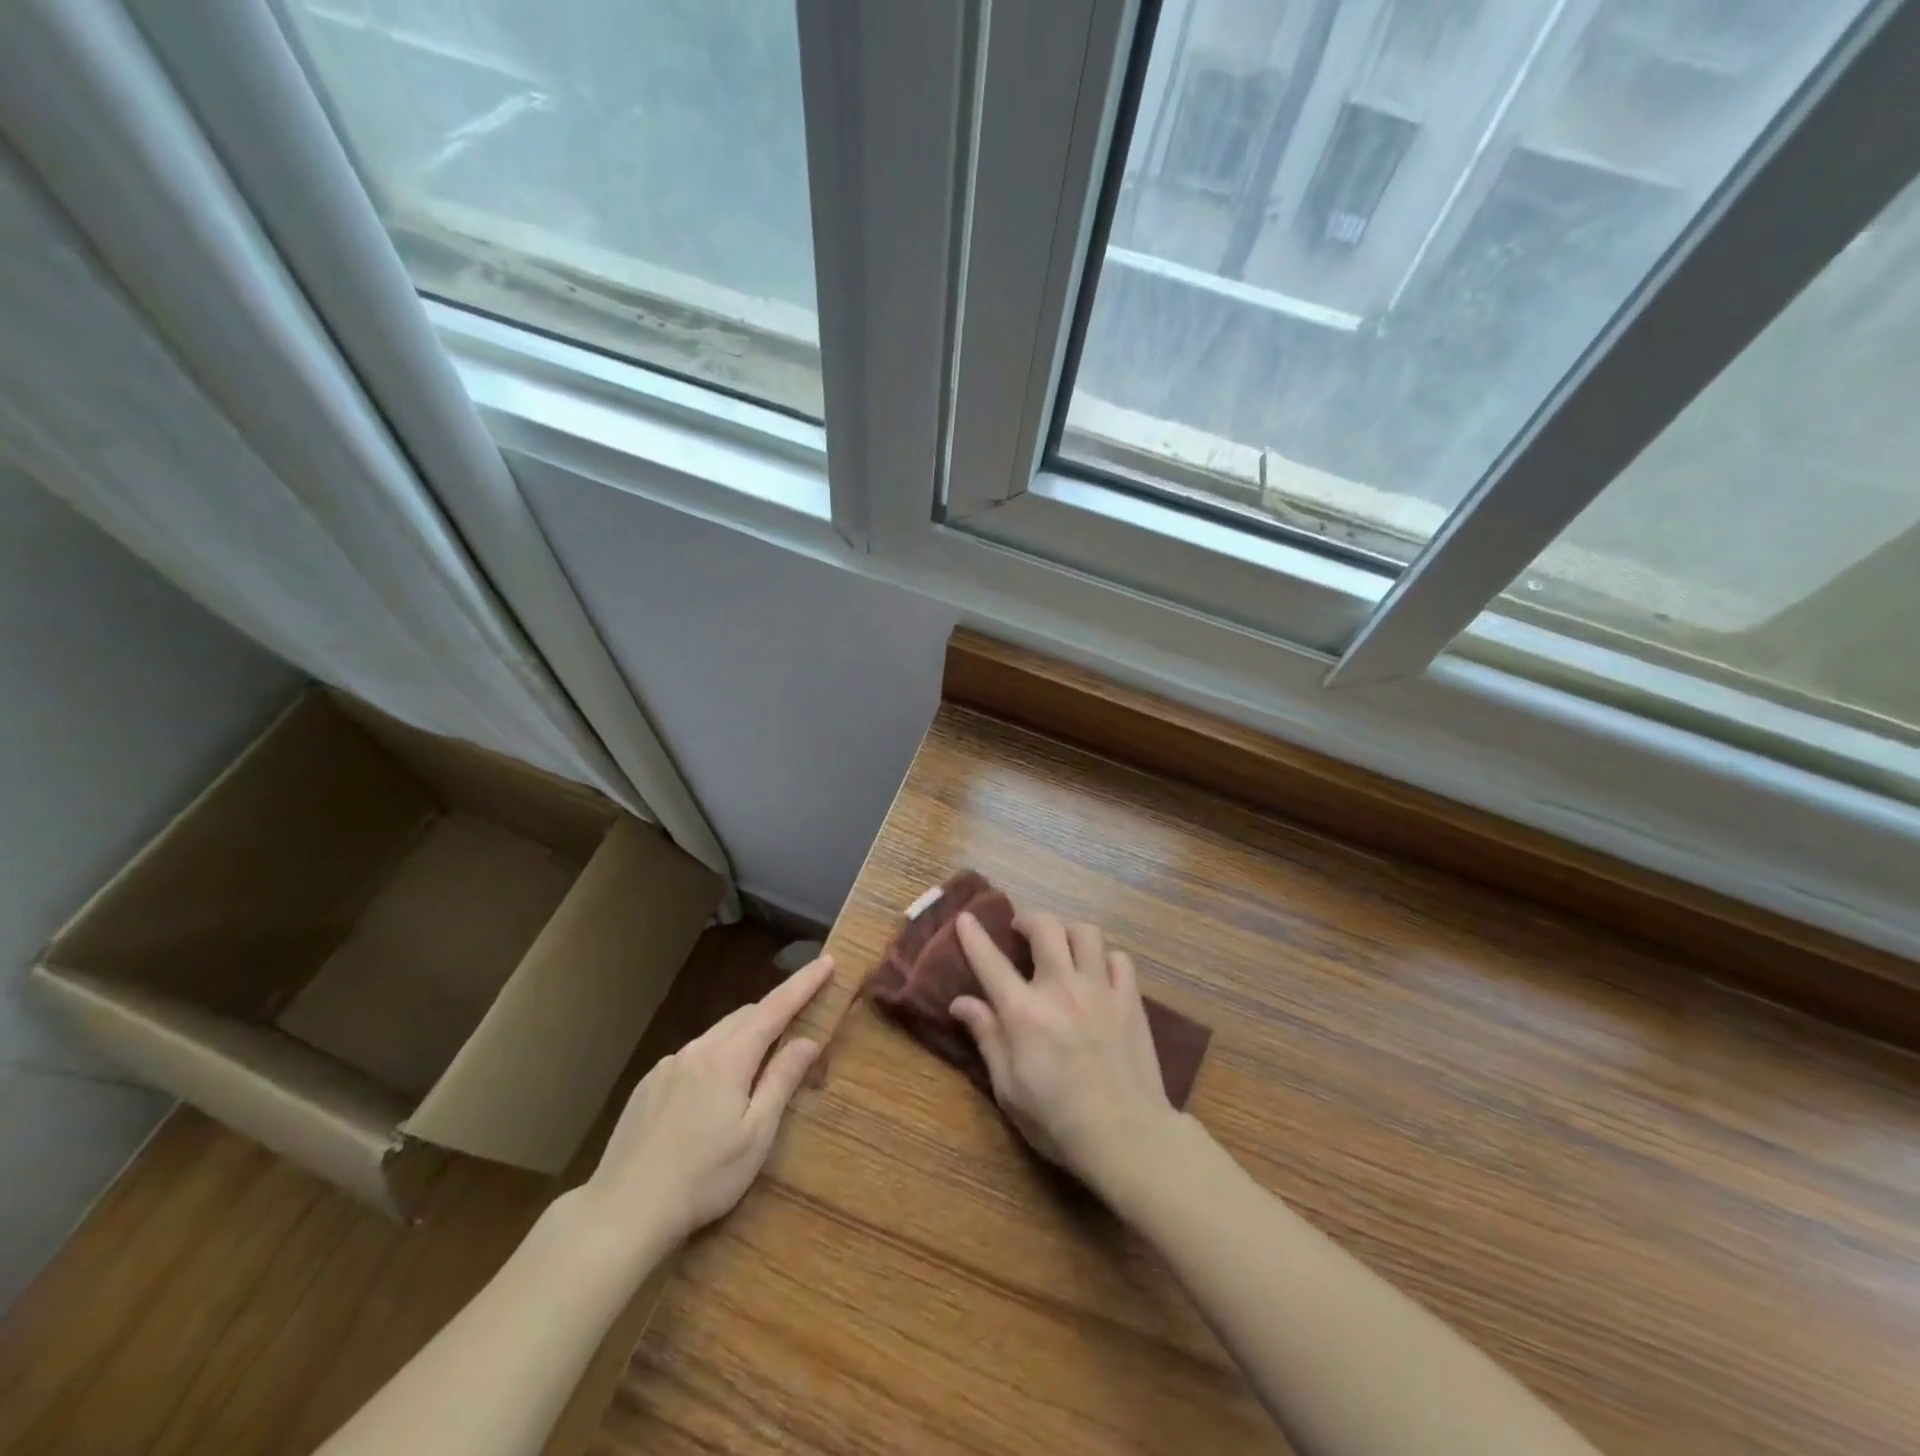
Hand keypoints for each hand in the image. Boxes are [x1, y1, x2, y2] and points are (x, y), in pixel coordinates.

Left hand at [573, 953, 834, 1252]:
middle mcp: (696, 1050)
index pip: (774, 1008)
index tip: (827, 962)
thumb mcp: (756, 1135)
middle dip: (773, 1013)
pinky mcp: (647, 1085)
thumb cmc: (702, 1178)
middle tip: (798, 1021)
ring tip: (755, 1067)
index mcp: (728, 1059)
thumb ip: (782, 1080)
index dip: (803, 984)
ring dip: (742, 1038)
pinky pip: (691, 1057)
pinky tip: (709, 1097)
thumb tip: (808, 1040)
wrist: (622, 1212)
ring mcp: (667, 1066)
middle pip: (744, 1016)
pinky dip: (713, 1059)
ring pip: (716, 1036)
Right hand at [951, 910, 1177, 1192]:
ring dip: (1068, 932)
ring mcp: (1100, 990)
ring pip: (1085, 933)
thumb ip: (987, 1037)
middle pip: (1045, 927)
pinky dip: (1105, 958)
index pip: (991, 962)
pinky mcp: (1130, 1000)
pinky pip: (1119, 959)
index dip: (974, 936)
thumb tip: (960, 1002)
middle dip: (1028, 919)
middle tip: (1021, 930)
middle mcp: (1061, 988)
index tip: (965, 918)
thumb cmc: (1057, 1119)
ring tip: (1062, 945)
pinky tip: (1099, 973)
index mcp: (1024, 1012)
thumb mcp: (1008, 1088)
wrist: (1126, 1134)